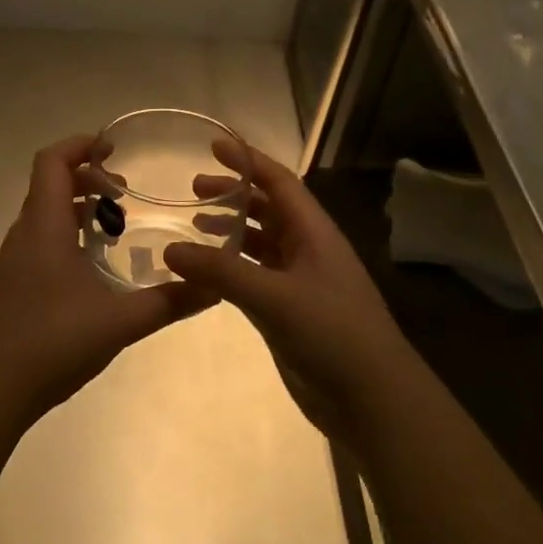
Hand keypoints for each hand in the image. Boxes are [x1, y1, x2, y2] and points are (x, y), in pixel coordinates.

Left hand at [0, 133, 213, 424]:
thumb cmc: (52, 342)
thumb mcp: (120, 322)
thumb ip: (169, 302)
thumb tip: (213, 286)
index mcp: (45, 226)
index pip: (52, 162)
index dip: (80, 145)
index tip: (113, 148)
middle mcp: (25, 234)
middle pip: (50, 185)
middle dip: (88, 179)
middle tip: (126, 193)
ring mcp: (14, 260)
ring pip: (45, 214)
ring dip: (78, 208)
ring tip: (116, 228)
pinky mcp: (13, 283)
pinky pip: (41, 239)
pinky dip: (67, 234)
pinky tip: (93, 268)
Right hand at [167, 142, 415, 443]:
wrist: (372, 398)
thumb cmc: (331, 333)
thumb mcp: (274, 297)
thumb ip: (222, 272)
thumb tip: (170, 249)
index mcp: (314, 233)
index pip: (279, 182)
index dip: (248, 161)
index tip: (214, 145)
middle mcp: (308, 249)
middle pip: (269, 209)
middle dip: (235, 195)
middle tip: (193, 190)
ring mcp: (300, 281)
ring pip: (262, 243)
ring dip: (232, 230)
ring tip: (195, 225)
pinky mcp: (291, 311)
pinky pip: (256, 276)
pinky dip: (232, 267)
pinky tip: (208, 272)